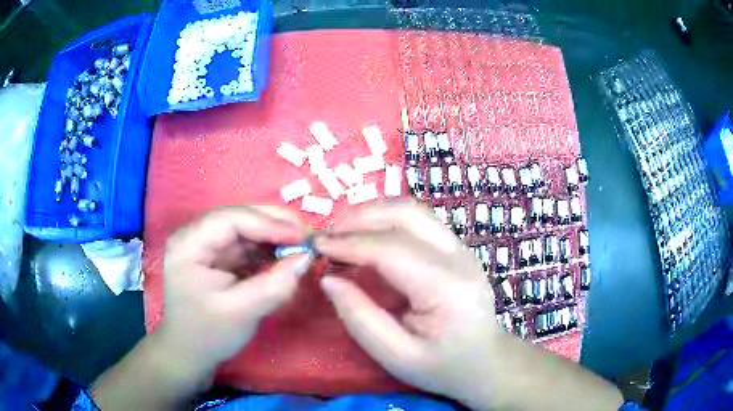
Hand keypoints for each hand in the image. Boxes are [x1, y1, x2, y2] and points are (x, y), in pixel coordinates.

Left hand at [160, 206, 312, 372]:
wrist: (191, 353)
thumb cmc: (209, 335)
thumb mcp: (242, 313)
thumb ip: (274, 285)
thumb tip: (306, 258)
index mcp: (189, 245)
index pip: (230, 219)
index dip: (268, 223)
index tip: (302, 238)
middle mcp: (196, 236)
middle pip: (239, 217)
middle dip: (275, 224)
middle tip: (308, 235)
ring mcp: (207, 245)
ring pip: (247, 228)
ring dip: (276, 234)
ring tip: (304, 244)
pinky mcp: (219, 257)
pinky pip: (248, 245)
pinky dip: (270, 248)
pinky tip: (288, 255)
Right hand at [315, 201, 622, 410]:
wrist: (486, 362)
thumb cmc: (443, 367)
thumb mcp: (396, 356)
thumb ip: (359, 318)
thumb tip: (328, 279)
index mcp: (448, 288)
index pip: (392, 250)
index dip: (349, 243)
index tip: (315, 246)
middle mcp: (459, 257)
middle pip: (407, 214)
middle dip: (360, 217)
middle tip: (327, 236)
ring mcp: (461, 248)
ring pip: (413, 210)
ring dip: (373, 213)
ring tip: (342, 232)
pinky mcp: (456, 248)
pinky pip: (418, 221)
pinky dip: (386, 220)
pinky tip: (367, 237)